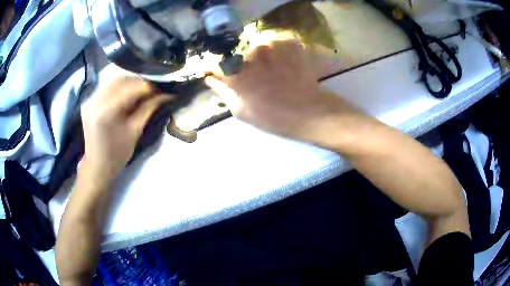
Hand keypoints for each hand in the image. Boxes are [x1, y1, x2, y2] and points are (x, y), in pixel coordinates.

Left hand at [80, 77, 172, 180]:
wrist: (97, 166)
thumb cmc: (117, 155)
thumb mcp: (135, 132)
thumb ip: (149, 108)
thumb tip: (167, 94)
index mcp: (105, 111)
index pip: (131, 88)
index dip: (149, 86)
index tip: (163, 88)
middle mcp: (95, 100)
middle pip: (122, 80)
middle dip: (140, 82)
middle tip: (155, 89)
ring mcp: (90, 99)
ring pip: (115, 81)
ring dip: (131, 83)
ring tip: (143, 91)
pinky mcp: (89, 101)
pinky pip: (108, 87)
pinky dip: (121, 87)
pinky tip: (129, 94)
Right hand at [205, 39, 350, 146]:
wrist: (309, 111)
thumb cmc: (273, 117)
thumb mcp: (241, 111)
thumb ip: (223, 92)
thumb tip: (210, 78)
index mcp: (236, 72)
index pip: (217, 62)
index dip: (219, 68)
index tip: (223, 74)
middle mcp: (250, 53)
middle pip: (238, 53)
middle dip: (241, 63)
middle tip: (255, 77)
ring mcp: (271, 45)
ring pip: (257, 47)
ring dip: (261, 58)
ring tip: (272, 72)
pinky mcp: (288, 42)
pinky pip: (275, 43)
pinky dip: (277, 52)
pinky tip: (284, 65)